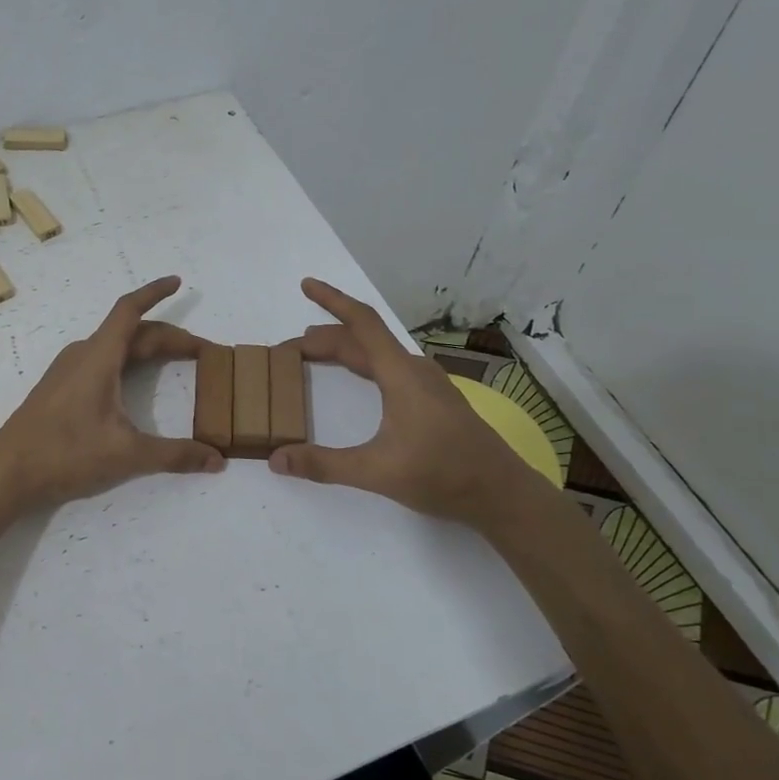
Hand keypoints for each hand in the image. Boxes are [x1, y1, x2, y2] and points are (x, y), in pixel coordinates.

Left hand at [0, 276, 223, 511]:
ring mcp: (67, 371)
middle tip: (200, 351)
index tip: (177, 281)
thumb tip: (218, 460)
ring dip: (145, 348)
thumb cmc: (65, 454)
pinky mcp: (59, 389)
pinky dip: (126, 362)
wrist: (7, 473)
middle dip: (167, 336)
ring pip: (114, 347)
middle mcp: (82, 355)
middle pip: (130, 332)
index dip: (154, 293)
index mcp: (98, 357)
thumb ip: (175, 455)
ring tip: (172, 359)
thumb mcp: (127, 455)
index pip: (130, 311)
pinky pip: (100, 361)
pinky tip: (131, 382)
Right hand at [269, 278, 534, 523]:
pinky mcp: (434, 401)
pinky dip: (362, 367)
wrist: (502, 494)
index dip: (332, 300)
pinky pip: (389, 370)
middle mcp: (414, 371)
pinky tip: (357, 382)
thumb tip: (276, 458)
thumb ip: (323, 465)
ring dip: (345, 351)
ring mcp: (427, 385)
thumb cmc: (443, 474)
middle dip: (325, 337)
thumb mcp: (376, 471)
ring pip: (378, 356)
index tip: (306, 285)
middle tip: (290, 350)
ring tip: (313, 357)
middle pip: (364, 340)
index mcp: (401, 374)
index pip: (361, 324)